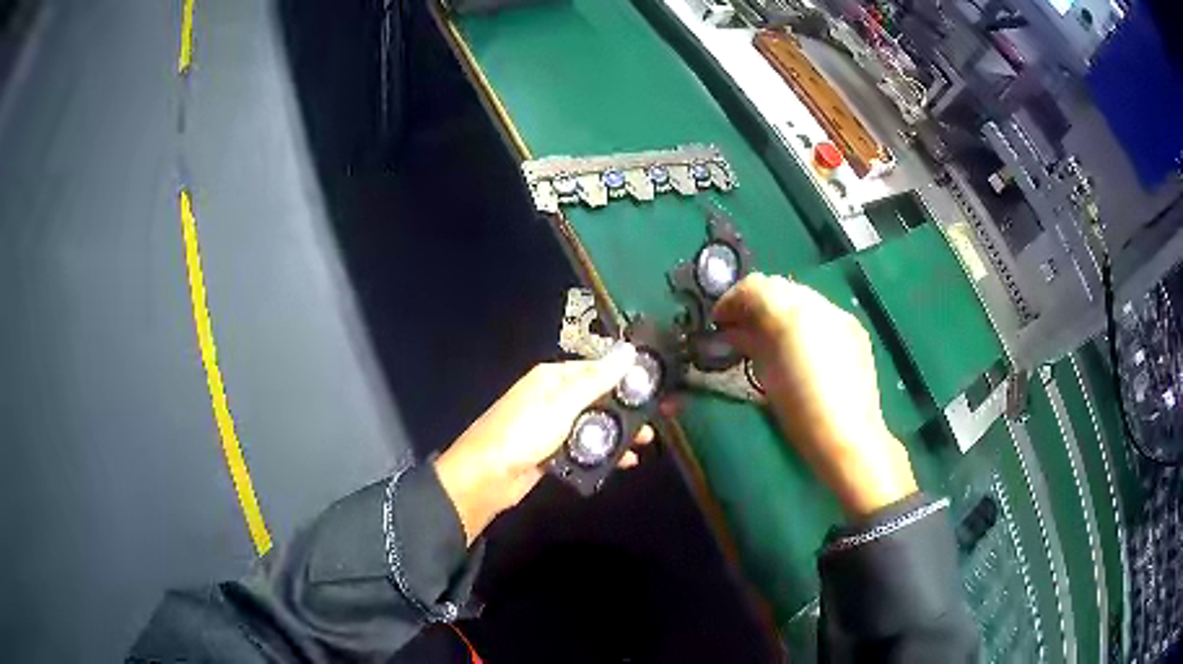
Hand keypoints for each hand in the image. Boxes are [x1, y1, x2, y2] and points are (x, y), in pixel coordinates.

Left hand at [433, 344, 653, 543]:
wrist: (486, 478)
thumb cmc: (523, 434)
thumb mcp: (562, 405)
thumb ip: (597, 381)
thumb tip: (628, 351)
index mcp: (553, 378)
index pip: (597, 370)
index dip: (626, 379)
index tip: (654, 391)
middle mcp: (553, 397)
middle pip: (599, 398)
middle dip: (626, 411)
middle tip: (655, 424)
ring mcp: (552, 426)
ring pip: (593, 425)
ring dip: (618, 434)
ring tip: (643, 445)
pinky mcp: (551, 452)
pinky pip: (584, 447)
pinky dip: (603, 453)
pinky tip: (623, 462)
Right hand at [713, 274, 917, 517]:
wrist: (847, 439)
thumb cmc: (799, 412)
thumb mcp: (765, 373)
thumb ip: (748, 339)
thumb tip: (735, 328)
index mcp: (793, 313)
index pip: (755, 286)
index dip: (731, 300)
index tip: (717, 323)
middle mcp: (819, 305)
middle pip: (778, 288)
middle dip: (755, 304)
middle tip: (738, 330)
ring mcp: (841, 317)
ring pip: (800, 299)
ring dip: (779, 312)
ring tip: (767, 340)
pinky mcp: (855, 332)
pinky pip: (821, 315)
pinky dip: (803, 323)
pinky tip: (800, 350)